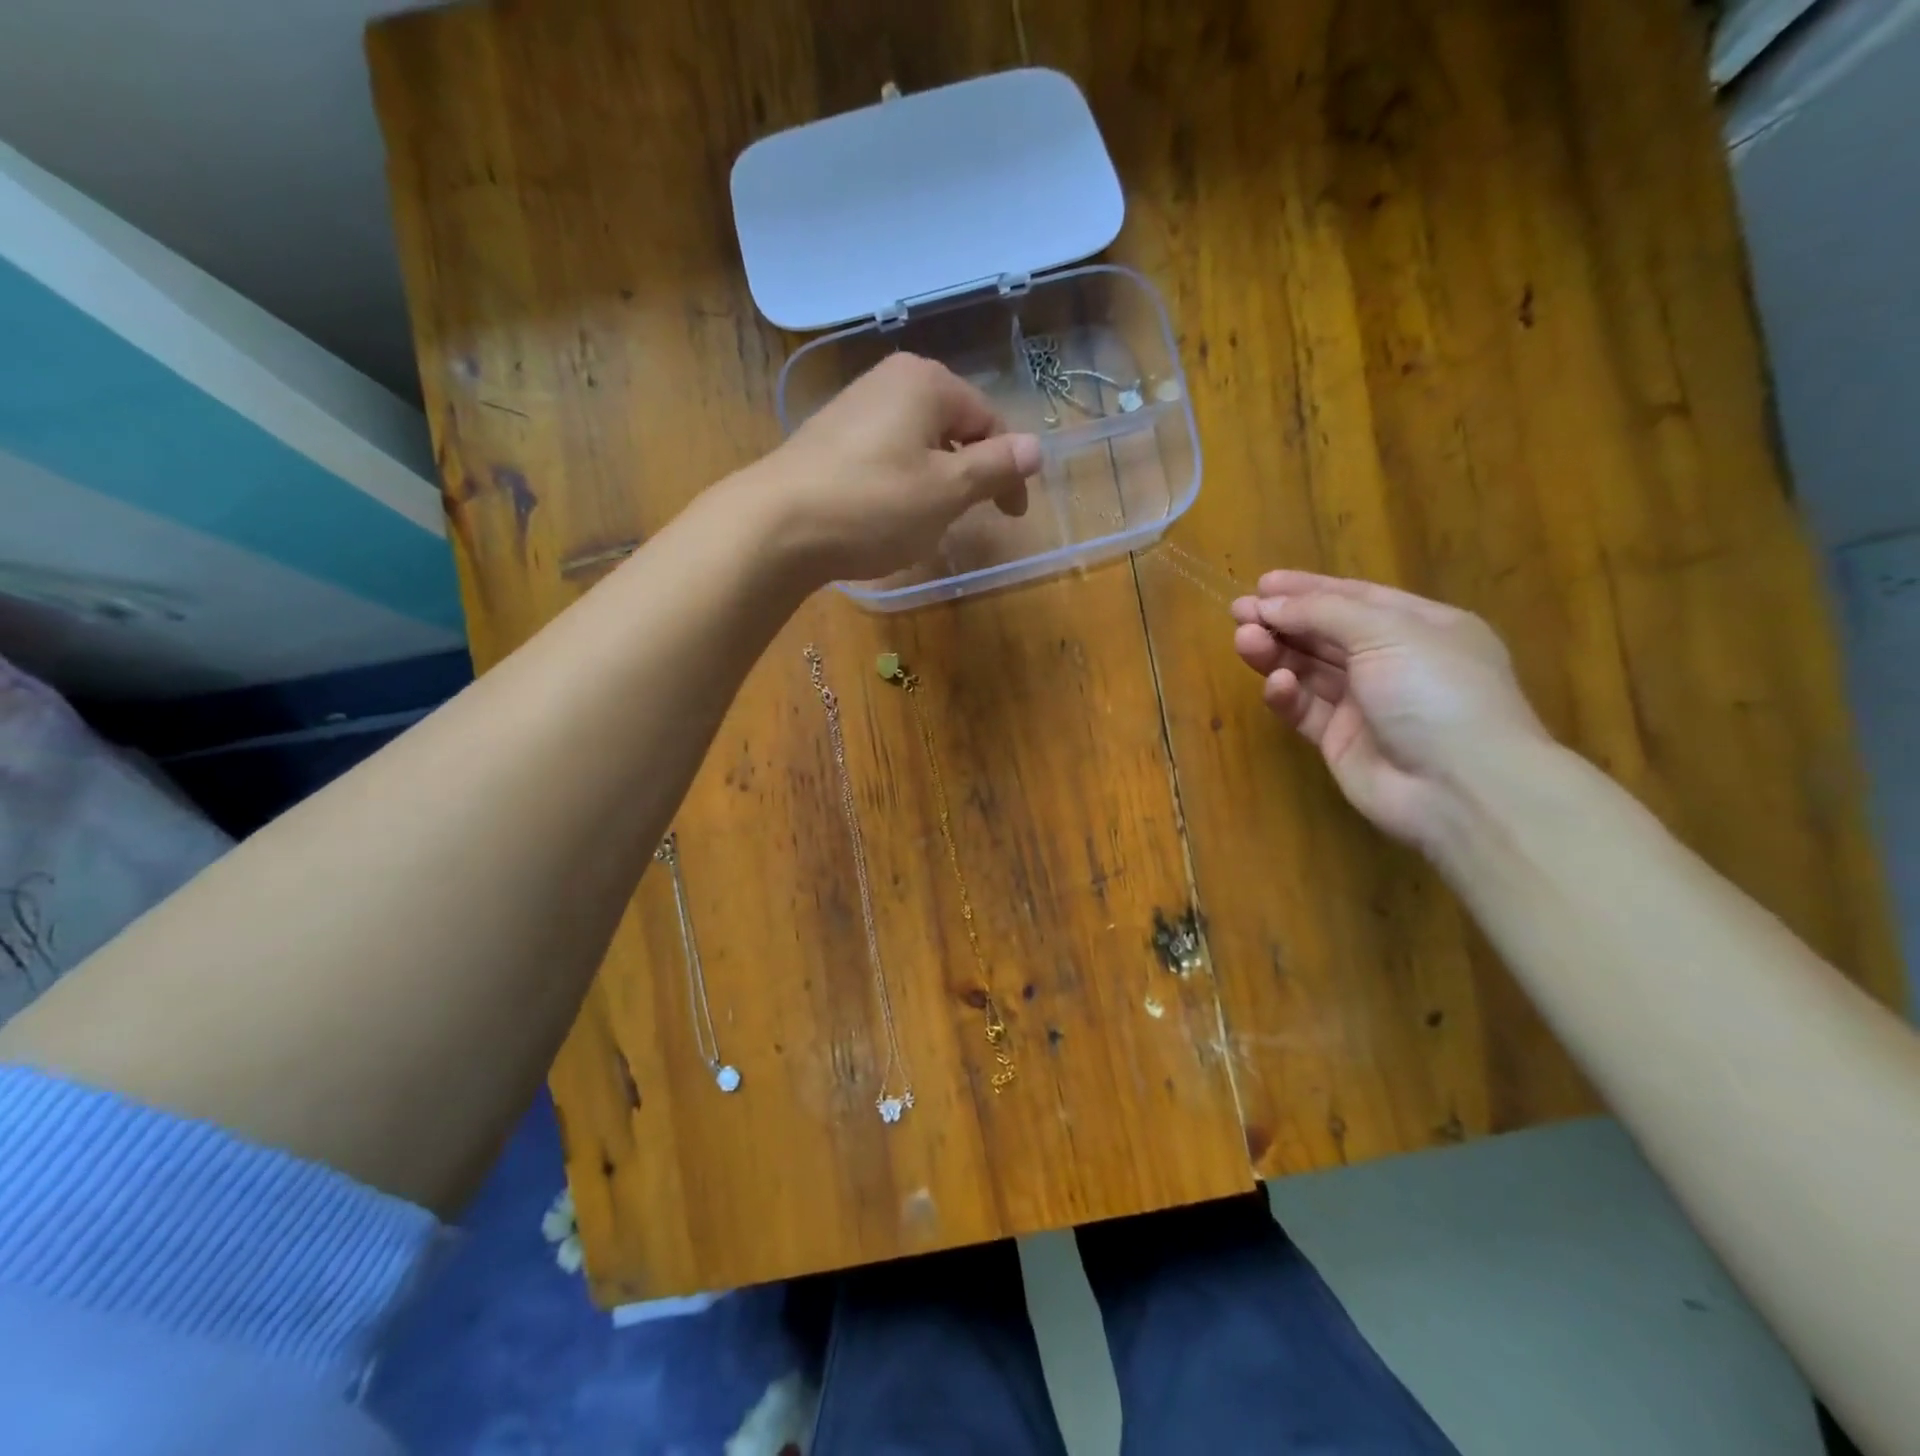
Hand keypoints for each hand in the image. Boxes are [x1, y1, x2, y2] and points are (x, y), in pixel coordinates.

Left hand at [742, 353, 1041, 584]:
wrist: (776, 526)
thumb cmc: (874, 506)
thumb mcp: (946, 492)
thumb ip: (995, 467)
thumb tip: (1036, 447)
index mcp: (927, 382)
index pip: (989, 421)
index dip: (1009, 469)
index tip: (1011, 514)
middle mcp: (890, 380)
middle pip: (953, 426)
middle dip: (970, 471)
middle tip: (970, 516)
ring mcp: (854, 406)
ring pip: (918, 442)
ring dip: (935, 480)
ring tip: (926, 519)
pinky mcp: (828, 437)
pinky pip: (885, 454)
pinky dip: (900, 482)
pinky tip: (885, 514)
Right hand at [1230, 571, 1550, 847]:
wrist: (1458, 788)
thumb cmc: (1435, 691)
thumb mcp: (1386, 632)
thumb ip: (1323, 612)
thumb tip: (1268, 602)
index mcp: (1420, 627)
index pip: (1355, 598)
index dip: (1308, 589)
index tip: (1262, 582)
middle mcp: (1393, 662)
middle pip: (1326, 633)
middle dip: (1283, 620)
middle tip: (1239, 611)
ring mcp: (1366, 704)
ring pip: (1309, 670)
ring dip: (1276, 652)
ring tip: (1243, 640)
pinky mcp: (1340, 741)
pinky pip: (1305, 709)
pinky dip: (1287, 694)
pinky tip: (1278, 684)